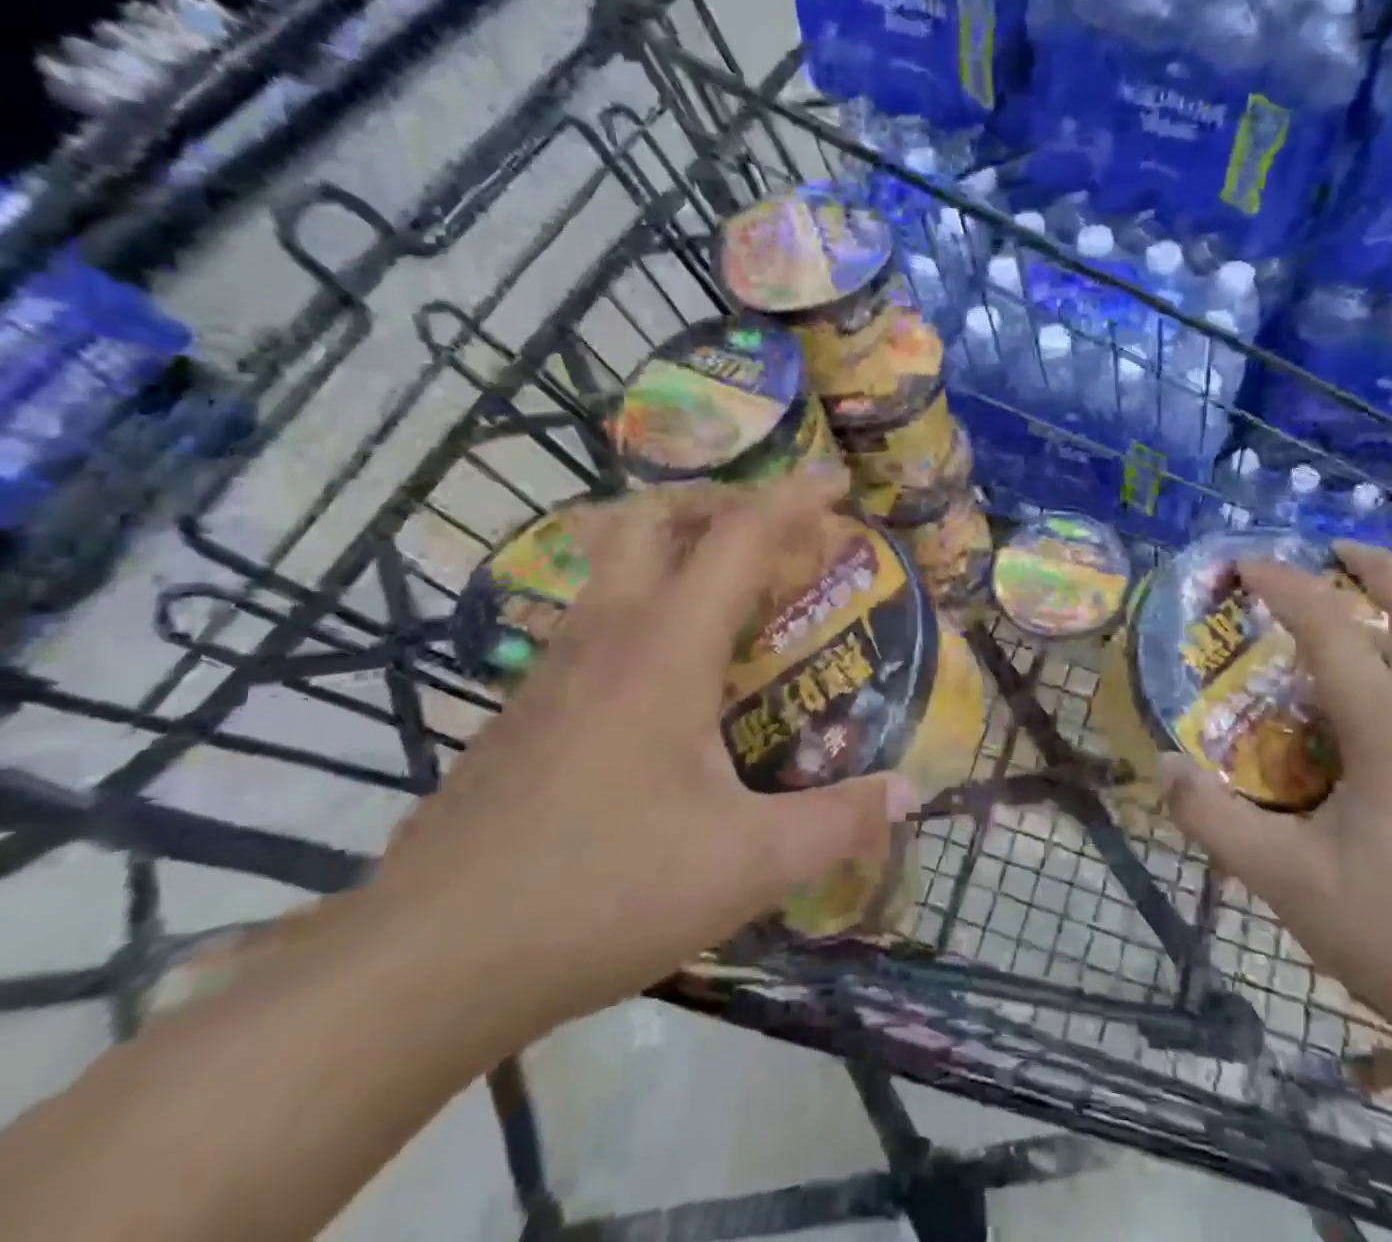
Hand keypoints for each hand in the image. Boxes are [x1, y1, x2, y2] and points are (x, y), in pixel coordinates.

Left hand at [368, 471, 912, 1033]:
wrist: (430, 962)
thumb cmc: (603, 891)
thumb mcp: (746, 864)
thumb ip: (836, 823)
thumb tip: (906, 794)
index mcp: (665, 649)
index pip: (738, 538)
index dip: (793, 499)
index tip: (836, 484)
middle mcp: (605, 636)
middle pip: (651, 519)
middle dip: (715, 501)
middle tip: (767, 528)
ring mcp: (553, 670)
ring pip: (610, 566)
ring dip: (672, 551)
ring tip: (726, 595)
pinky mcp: (523, 711)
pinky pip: (592, 622)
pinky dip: (640, 609)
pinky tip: (663, 681)